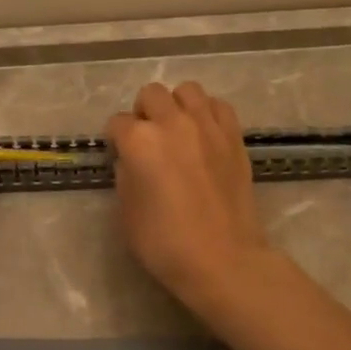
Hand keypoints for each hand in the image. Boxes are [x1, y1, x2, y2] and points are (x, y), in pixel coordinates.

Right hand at [107, 82, 273, 307]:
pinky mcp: (234, 136)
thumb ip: (125, 175)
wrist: (223, 259)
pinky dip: (207, 113)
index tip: (121, 156)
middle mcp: (172, 123)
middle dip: (144, 112)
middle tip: (148, 139)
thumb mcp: (127, 212)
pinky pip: (218, 106)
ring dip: (177, 105)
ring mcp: (207, 126)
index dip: (116, 139)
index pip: (117, 123)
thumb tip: (132, 160)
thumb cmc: (165, 243)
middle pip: (151, 94)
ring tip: (178, 130)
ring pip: (187, 90)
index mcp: (139, 141)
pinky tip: (204, 135)